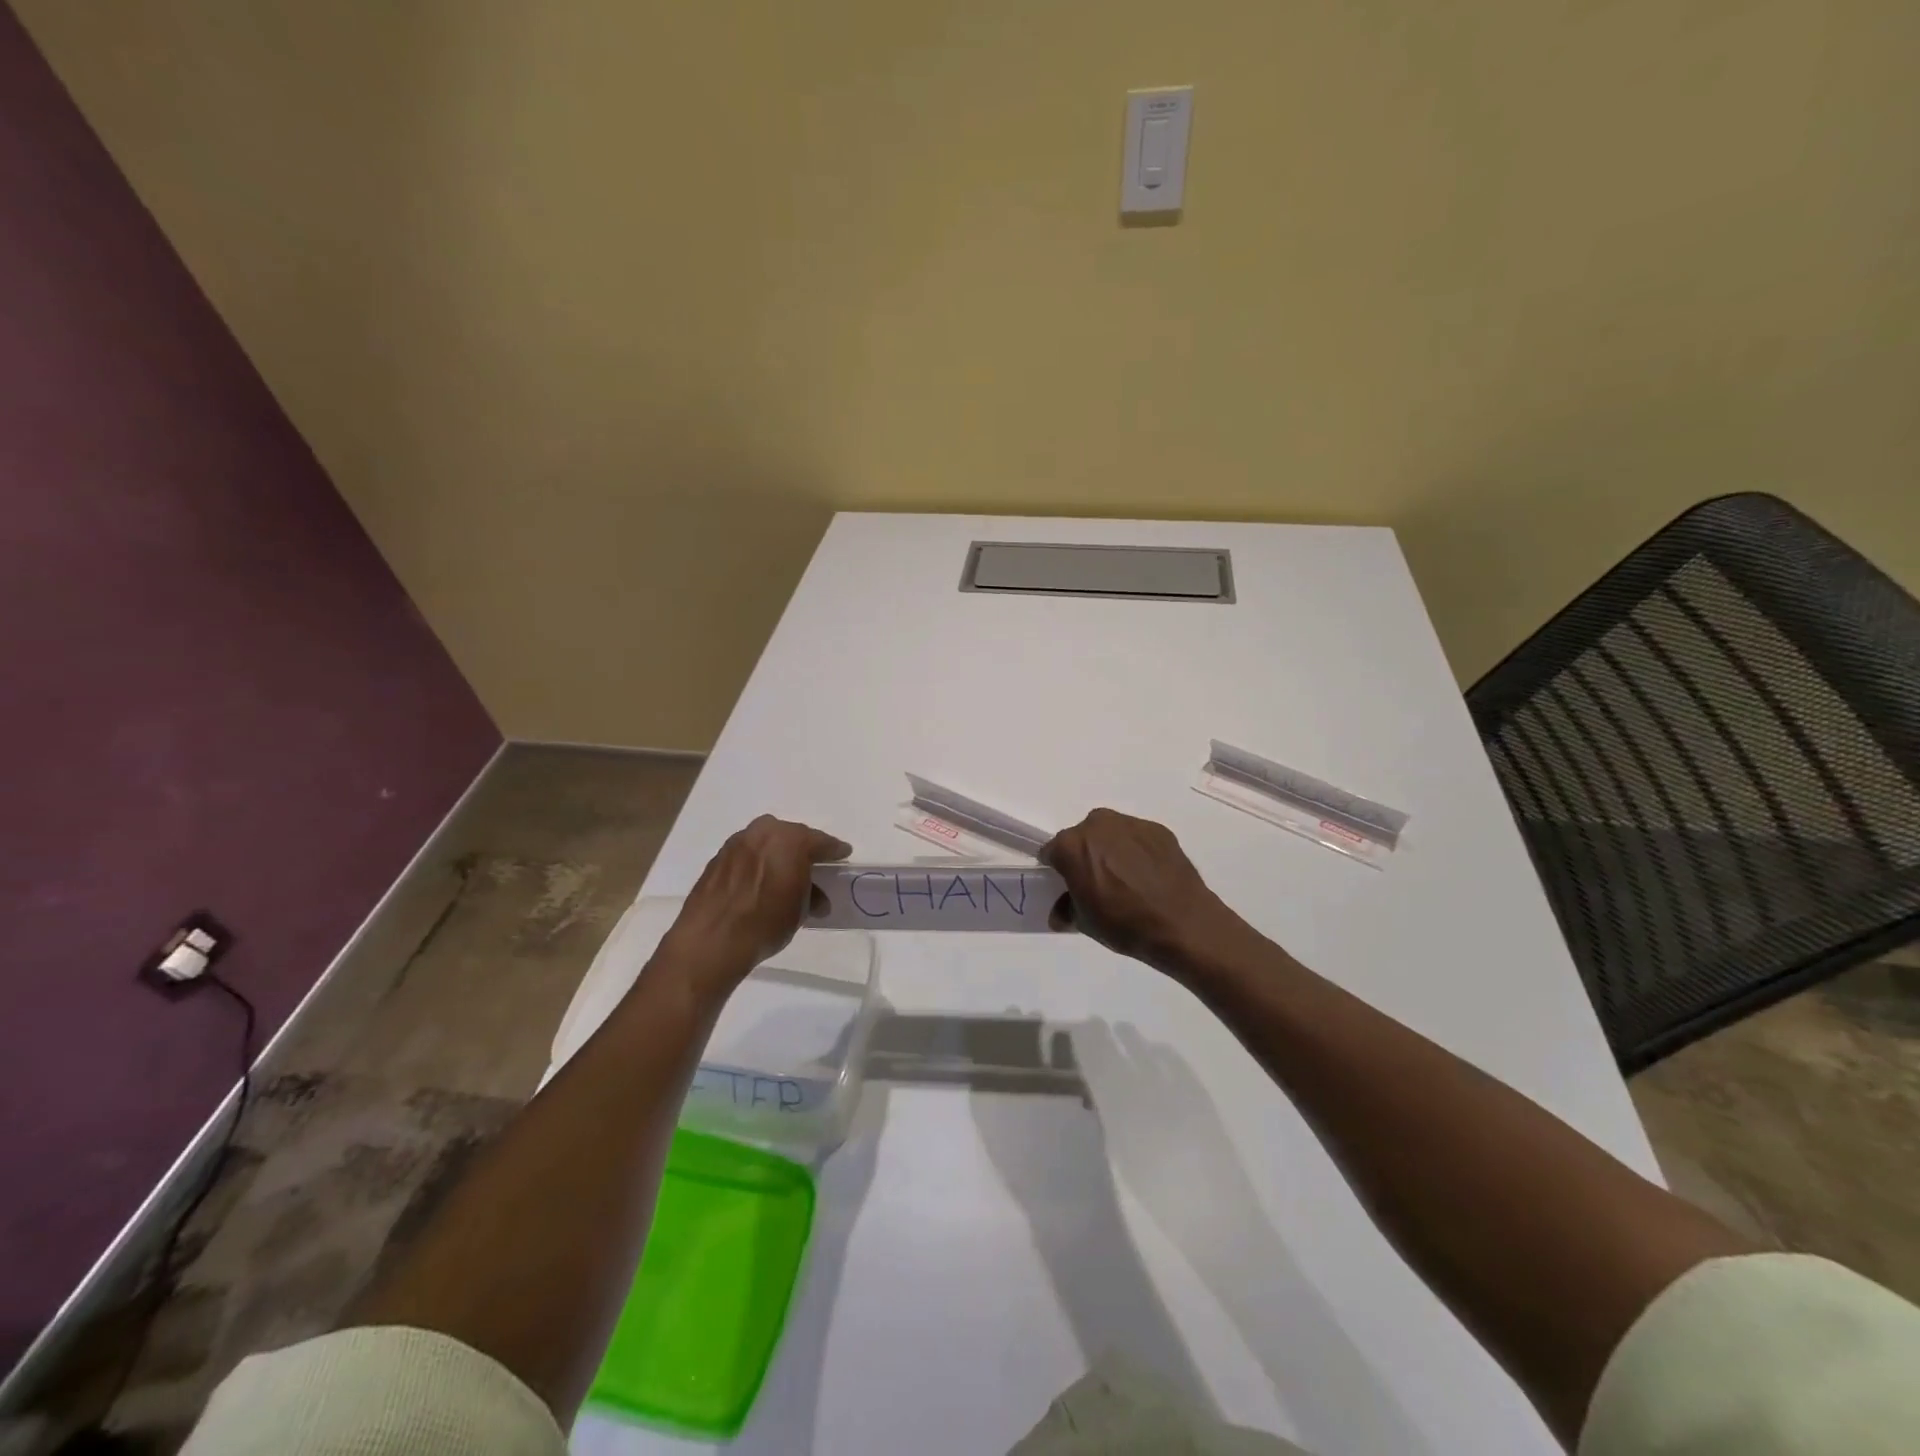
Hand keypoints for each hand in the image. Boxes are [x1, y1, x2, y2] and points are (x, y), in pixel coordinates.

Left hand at [658, 815, 850, 986]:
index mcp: (791, 841)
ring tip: (783, 872)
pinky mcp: (718, 857)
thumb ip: (811, 897)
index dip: (834, 850)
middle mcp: (764, 832)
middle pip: (791, 835)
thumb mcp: (799, 912)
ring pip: (766, 840)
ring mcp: (737, 842)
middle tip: (812, 864)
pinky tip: (758, 879)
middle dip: (803, 848)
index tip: (843, 854)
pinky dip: (756, 861)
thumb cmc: (765, 923)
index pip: (820, 841)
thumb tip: (817, 898)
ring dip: (777, 852)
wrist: (711, 939)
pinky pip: (747, 852)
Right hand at [1041, 808, 1236, 971]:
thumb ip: (1067, 909)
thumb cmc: (1124, 923)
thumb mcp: (1085, 923)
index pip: (1053, 852)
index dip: (1057, 869)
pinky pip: (1137, 838)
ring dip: (1112, 850)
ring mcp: (1130, 824)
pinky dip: (1137, 851)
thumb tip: (1062, 911)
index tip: (1066, 885)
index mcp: (1072, 845)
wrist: (1183, 924)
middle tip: (1098, 883)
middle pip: (1082, 837)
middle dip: (1085, 856)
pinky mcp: (1158, 830)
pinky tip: (1149, 876)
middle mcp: (1098, 825)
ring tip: (1127, 880)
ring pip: (1111, 834)